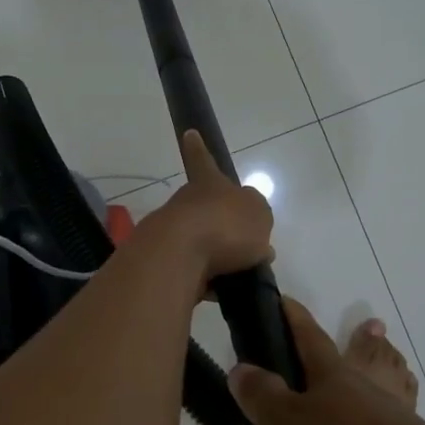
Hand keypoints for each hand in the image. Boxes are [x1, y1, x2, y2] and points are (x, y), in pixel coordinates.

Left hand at [136, 130, 275, 286]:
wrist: (179, 257)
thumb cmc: (224, 225)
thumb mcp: (258, 214)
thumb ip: (257, 218)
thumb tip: (253, 234)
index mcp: (208, 184)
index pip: (203, 160)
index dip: (199, 149)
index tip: (188, 133)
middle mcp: (187, 203)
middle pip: (205, 208)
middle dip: (221, 223)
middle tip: (245, 244)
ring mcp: (173, 233)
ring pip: (199, 241)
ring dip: (217, 256)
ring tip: (241, 273)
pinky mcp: (167, 263)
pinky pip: (194, 271)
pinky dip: (209, 280)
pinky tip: (225, 291)